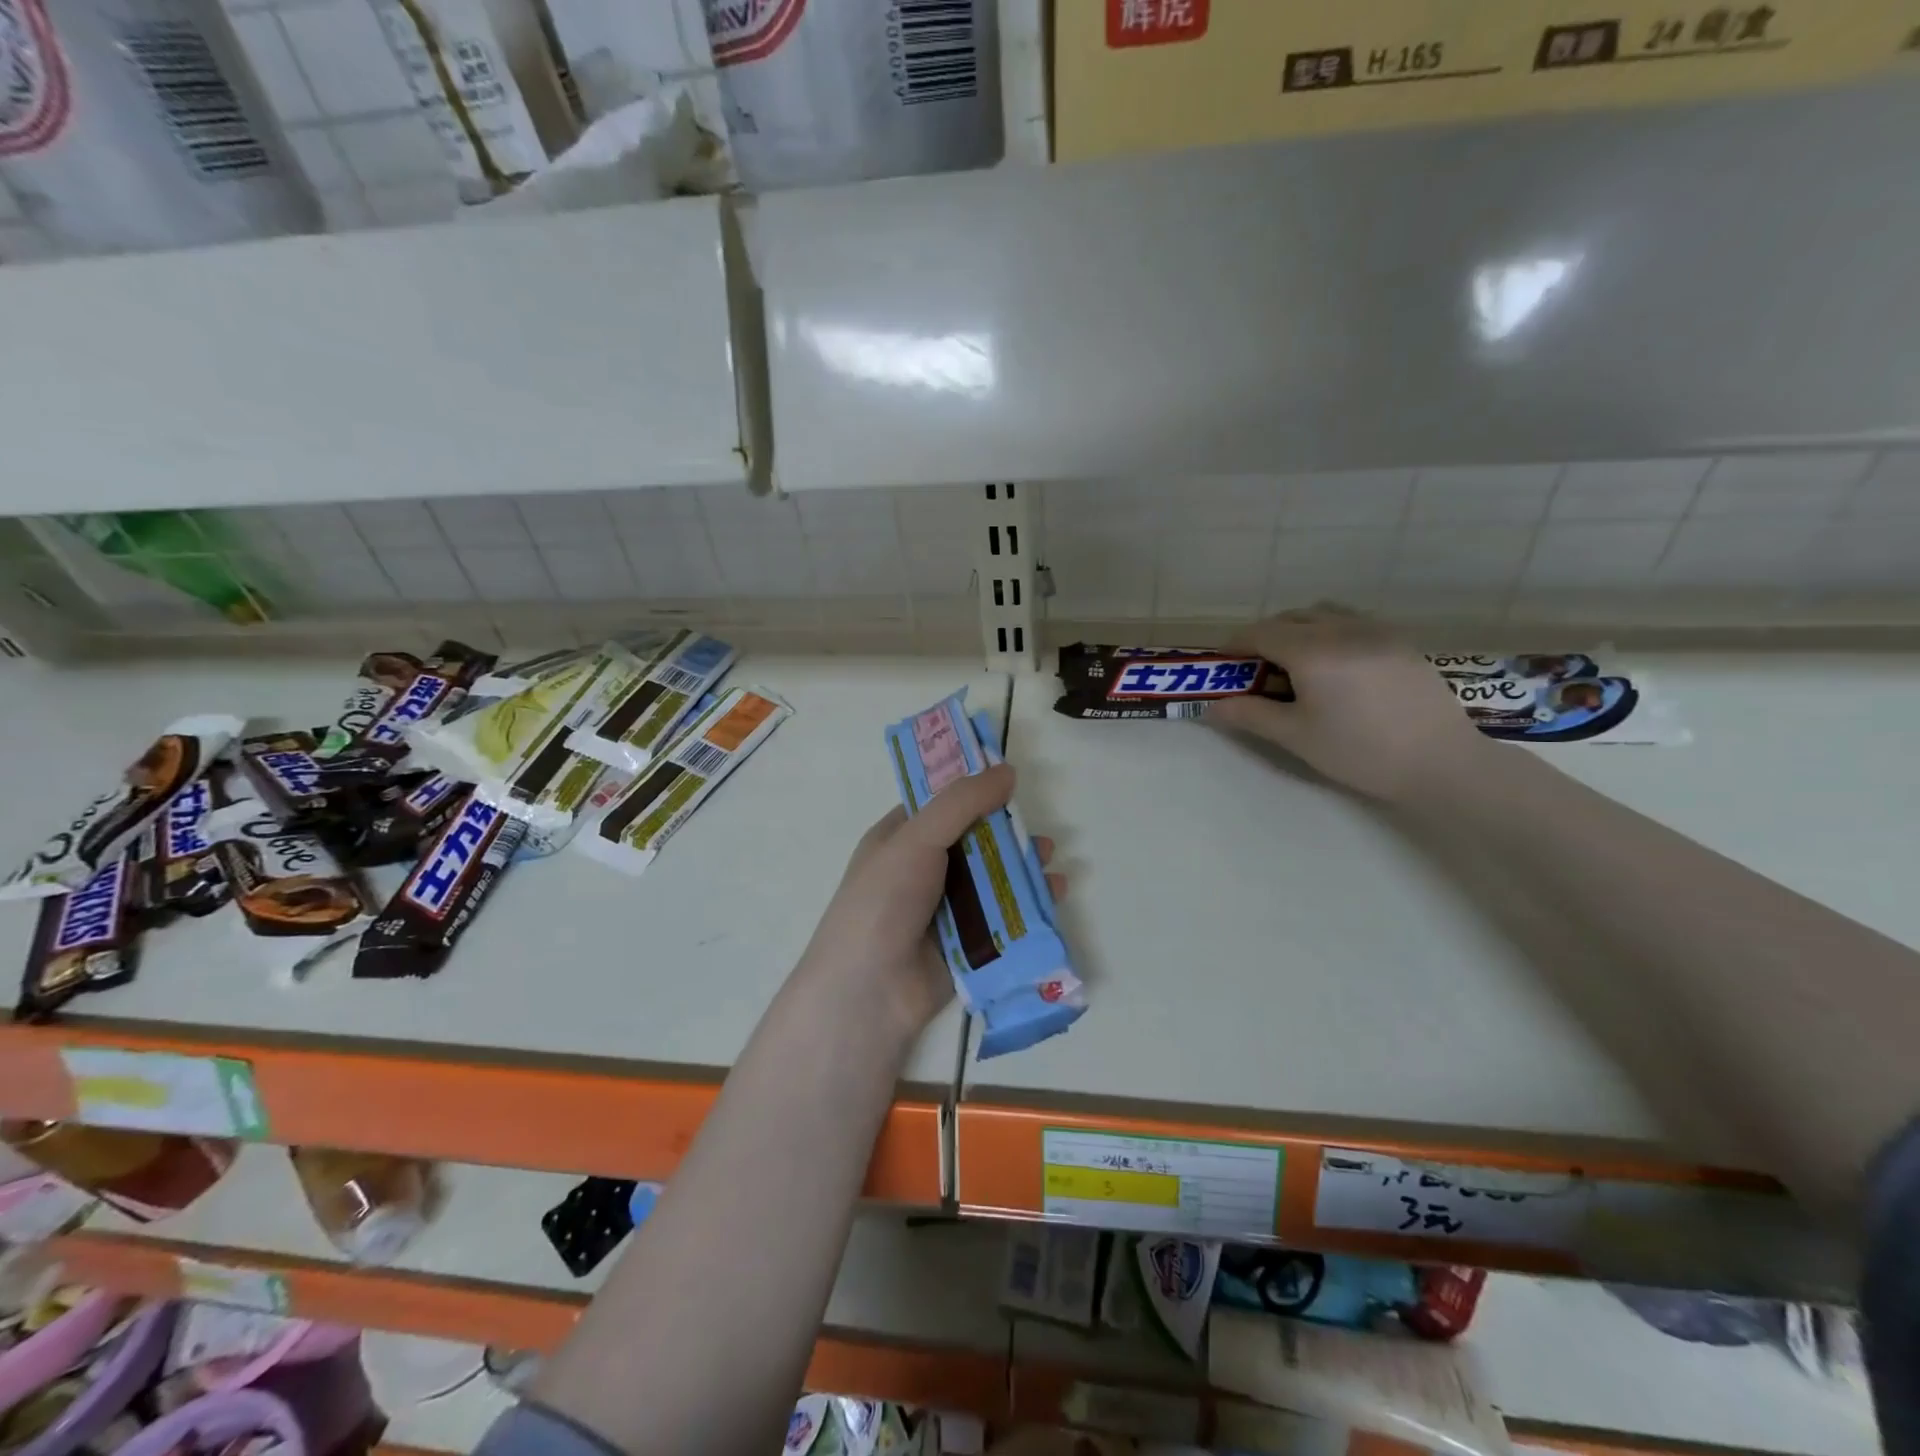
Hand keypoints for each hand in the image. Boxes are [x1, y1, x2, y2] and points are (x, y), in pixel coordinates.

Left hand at [798, 764, 1066, 1041]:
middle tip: (1036, 832)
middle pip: (973, 841)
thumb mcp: (916, 839)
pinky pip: (1002, 916)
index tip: (1011, 780)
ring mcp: (943, 909)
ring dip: (1021, 868)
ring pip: (991, 879)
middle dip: (1006, 833)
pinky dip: (1027, 904)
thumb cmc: (884, 901)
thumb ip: (962, 803)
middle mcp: (920, 870)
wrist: (870, 991)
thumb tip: (1007, 770)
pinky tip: (1053, 895)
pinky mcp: (966, 944)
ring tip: (1049, 861)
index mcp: (899, 839)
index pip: (940, 804)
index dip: (973, 790)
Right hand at [1208, 603, 1492, 802]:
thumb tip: (1213, 707)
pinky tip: (1335, 666)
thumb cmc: (1360, 751)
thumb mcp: (1296, 736)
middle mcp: (1342, 629)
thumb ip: (1251, 715)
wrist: (1441, 761)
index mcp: (1312, 650)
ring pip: (1324, 614)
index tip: (1224, 664)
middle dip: (1265, 636)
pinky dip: (1329, 632)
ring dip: (1298, 629)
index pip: (1261, 632)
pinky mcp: (1399, 641)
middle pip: (1291, 617)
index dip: (1236, 645)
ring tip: (1295, 664)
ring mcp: (1375, 631)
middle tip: (1255, 669)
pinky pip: (1352, 622)